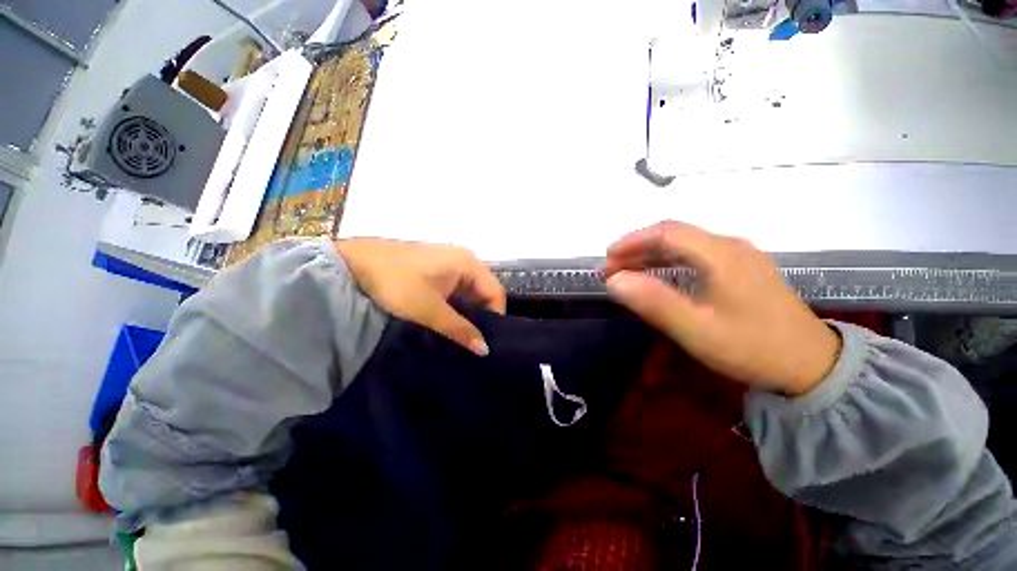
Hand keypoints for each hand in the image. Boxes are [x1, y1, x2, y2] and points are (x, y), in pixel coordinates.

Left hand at [335, 239, 505, 355]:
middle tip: (474, 343)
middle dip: (480, 317)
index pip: (495, 292)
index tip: (486, 342)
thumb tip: (485, 351)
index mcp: (469, 263)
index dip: (495, 317)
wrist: (352, 264)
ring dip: (466, 314)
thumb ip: (460, 330)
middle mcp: (464, 260)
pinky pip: (454, 290)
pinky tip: (447, 322)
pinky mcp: (435, 270)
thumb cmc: (397, 283)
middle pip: (483, 292)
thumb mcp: (430, 310)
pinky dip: (454, 307)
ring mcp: (449, 263)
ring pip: (468, 293)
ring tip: (461, 336)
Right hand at [603, 221, 840, 395]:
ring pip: (684, 247)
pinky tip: (657, 279)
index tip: (607, 259)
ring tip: (627, 275)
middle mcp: (730, 246)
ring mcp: (738, 257)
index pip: (666, 232)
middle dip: (636, 250)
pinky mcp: (740, 270)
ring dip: (650, 257)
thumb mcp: (697, 329)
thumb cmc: (751, 348)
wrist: (810, 366)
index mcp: (721, 254)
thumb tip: (614, 280)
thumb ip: (654, 302)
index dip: (631, 241)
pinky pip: (695, 258)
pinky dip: (668, 265)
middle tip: (611, 271)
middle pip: (674, 236)